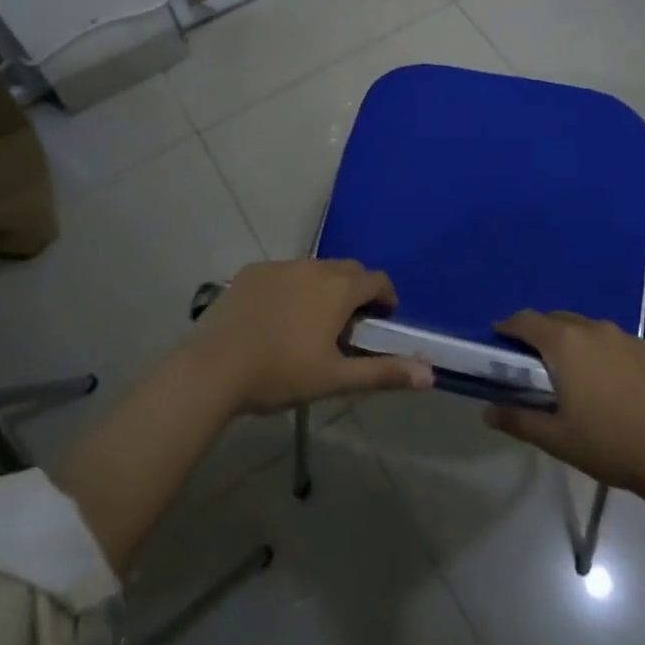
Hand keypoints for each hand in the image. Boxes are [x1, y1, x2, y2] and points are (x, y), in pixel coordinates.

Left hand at [192, 259, 433, 414]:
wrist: (213, 368)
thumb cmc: (280, 374)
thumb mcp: (335, 379)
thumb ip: (383, 372)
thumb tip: (431, 374)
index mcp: (338, 288)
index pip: (377, 280)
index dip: (386, 298)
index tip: (382, 321)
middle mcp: (314, 266)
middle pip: (348, 269)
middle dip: (357, 290)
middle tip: (349, 324)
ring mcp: (280, 265)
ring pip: (315, 269)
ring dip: (324, 287)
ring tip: (312, 322)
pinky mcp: (252, 271)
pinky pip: (284, 273)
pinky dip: (292, 287)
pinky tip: (277, 317)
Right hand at [483, 310, 644, 501]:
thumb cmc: (608, 444)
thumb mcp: (556, 438)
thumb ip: (518, 420)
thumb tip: (487, 410)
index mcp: (565, 343)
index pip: (527, 320)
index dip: (509, 326)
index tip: (500, 338)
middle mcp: (595, 329)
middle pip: (558, 320)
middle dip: (542, 333)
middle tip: (535, 362)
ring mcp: (628, 337)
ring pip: (591, 330)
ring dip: (577, 343)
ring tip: (577, 374)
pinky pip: (620, 345)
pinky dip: (608, 356)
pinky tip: (614, 386)